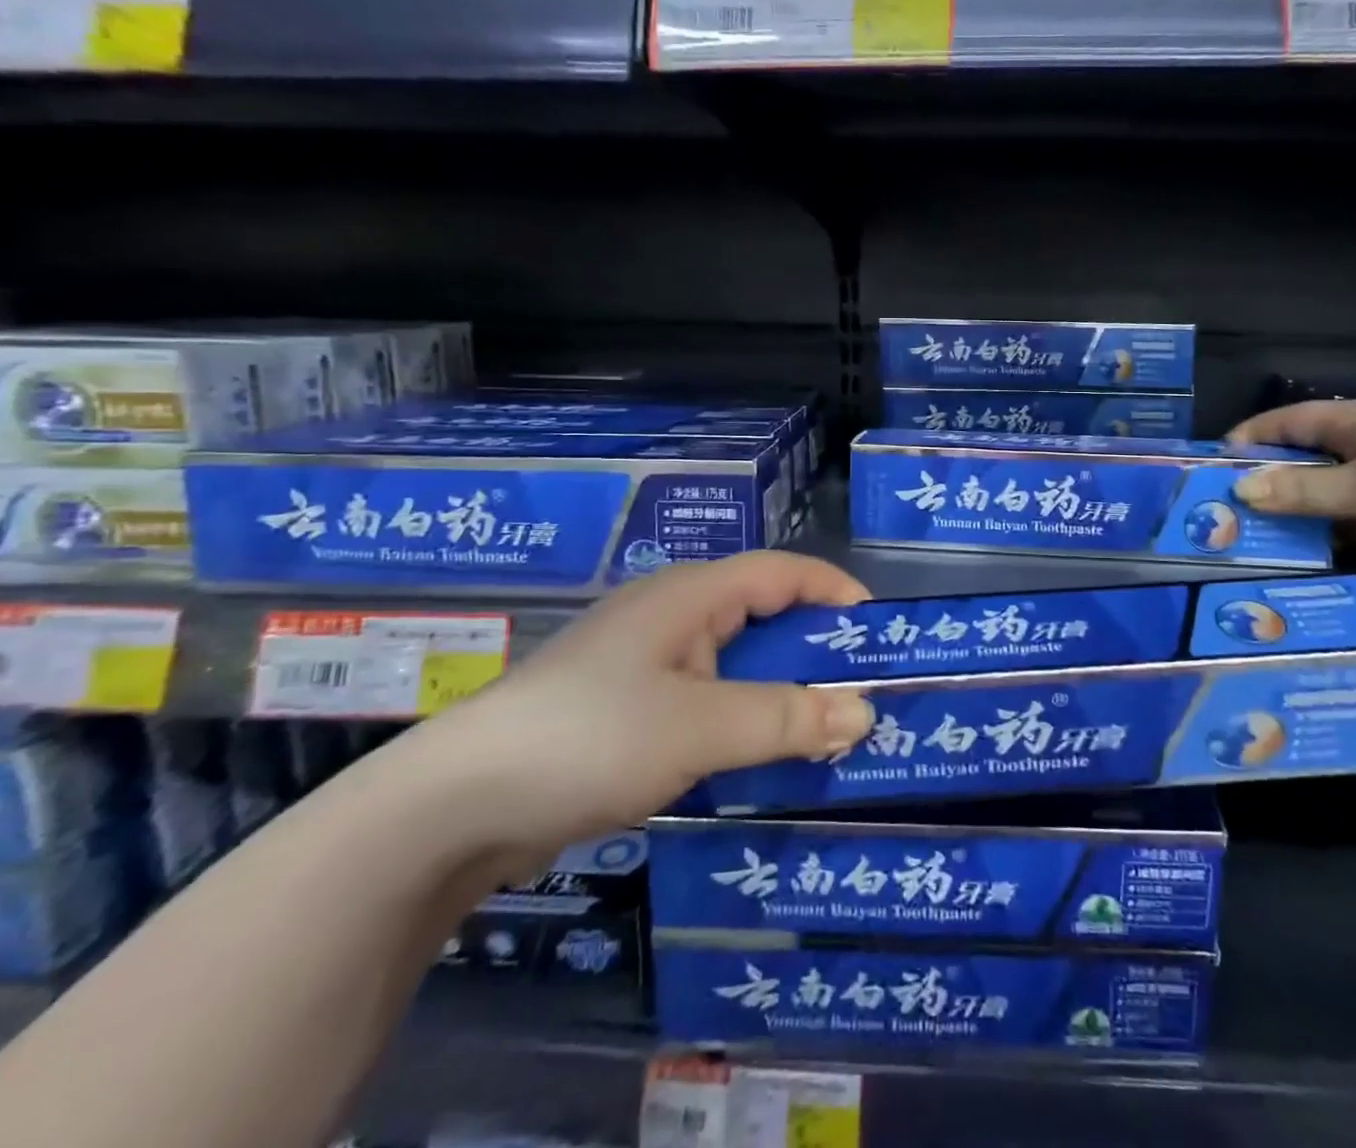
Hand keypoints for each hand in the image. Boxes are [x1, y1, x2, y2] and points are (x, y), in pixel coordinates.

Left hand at [415, 553, 876, 860]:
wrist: (453, 806)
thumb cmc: (590, 738)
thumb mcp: (700, 725)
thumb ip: (786, 718)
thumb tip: (864, 714)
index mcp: (690, 596)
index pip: (783, 572)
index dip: (835, 592)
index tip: (879, 632)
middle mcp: (670, 616)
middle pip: (762, 615)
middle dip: (815, 647)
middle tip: (862, 688)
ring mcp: (644, 663)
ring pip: (734, 662)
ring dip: (779, 689)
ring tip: (824, 727)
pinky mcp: (625, 708)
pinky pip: (704, 699)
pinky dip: (741, 718)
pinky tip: (758, 757)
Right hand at [1227, 399, 1355, 551]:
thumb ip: (1301, 491)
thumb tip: (1242, 488)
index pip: (1288, 419)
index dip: (1251, 436)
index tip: (1218, 461)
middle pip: (1312, 445)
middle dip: (1275, 470)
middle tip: (1242, 499)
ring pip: (1340, 472)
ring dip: (1309, 495)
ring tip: (1278, 523)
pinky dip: (1343, 511)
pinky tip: (1335, 538)